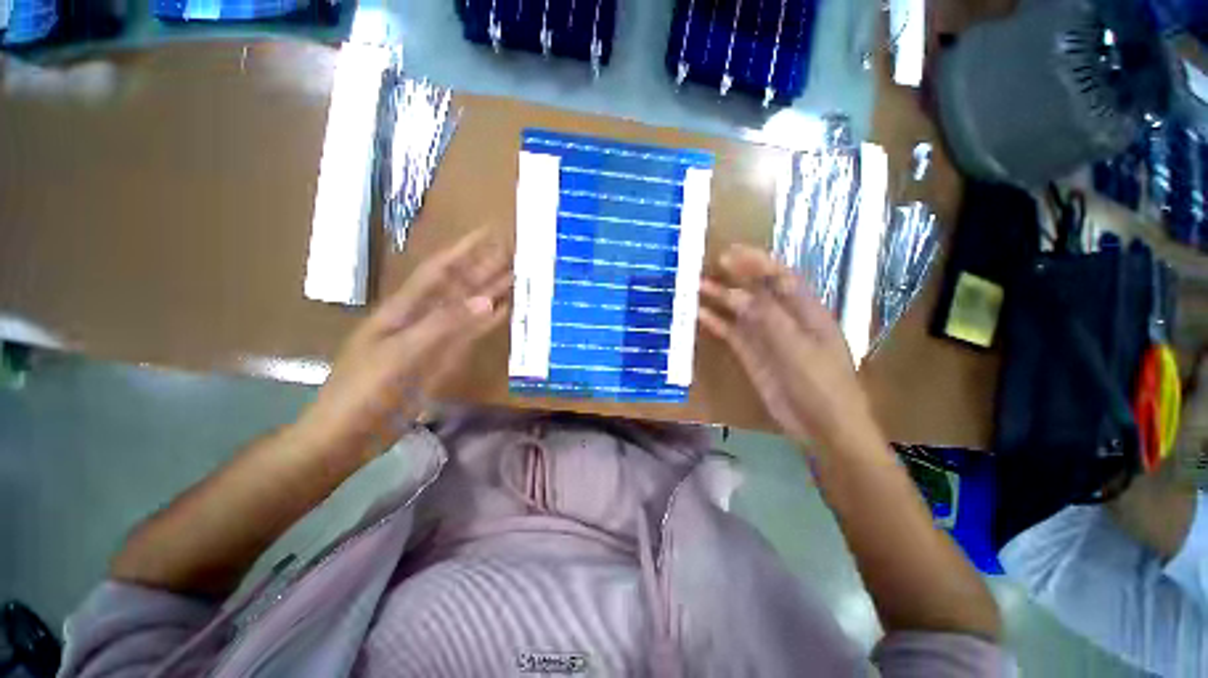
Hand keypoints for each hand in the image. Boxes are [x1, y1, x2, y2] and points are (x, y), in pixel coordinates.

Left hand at [300, 229, 510, 452]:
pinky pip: (470, 334)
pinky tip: (504, 310)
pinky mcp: (443, 358)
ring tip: (516, 277)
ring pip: (468, 309)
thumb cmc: (365, 390)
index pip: (439, 270)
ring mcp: (435, 338)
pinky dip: (488, 322)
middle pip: (458, 287)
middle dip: (484, 267)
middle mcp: (422, 317)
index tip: (489, 233)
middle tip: (513, 252)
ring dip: (490, 292)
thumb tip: (489, 300)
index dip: (464, 250)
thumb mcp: (403, 353)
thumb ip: (447, 324)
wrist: (349, 434)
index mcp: (403, 309)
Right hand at [698, 244, 875, 450]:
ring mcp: (766, 338)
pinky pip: (732, 333)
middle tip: (710, 264)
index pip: (780, 277)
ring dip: (721, 298)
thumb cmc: (820, 383)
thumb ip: (767, 317)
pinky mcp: (751, 355)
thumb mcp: (797, 346)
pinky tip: (700, 315)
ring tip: (697, 286)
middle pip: (757, 291)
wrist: (822, 426)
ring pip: (740, 311)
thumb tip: (735, 293)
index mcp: (806, 311)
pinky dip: (716, 323)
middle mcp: (785, 319)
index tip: (731, 252)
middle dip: (736, 276)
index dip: (757, 262)